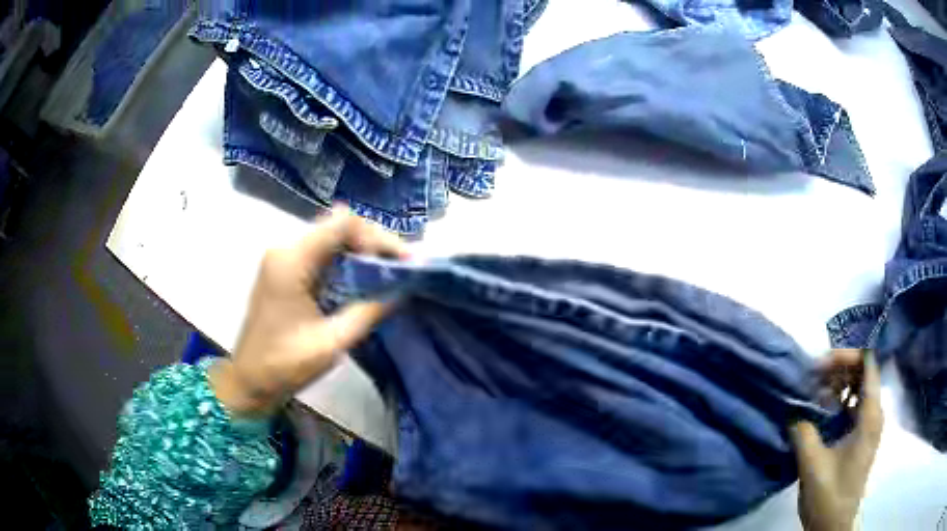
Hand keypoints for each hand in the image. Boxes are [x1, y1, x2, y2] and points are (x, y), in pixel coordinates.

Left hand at [209, 206, 408, 416]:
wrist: (249, 381)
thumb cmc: (285, 364)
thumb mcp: (333, 341)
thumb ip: (369, 310)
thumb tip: (402, 289)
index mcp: (292, 260)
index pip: (343, 223)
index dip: (377, 236)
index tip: (400, 261)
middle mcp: (286, 248)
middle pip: (338, 226)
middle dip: (373, 242)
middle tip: (401, 267)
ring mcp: (283, 258)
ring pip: (332, 237)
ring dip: (362, 251)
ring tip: (389, 272)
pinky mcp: (285, 270)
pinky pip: (322, 253)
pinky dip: (347, 261)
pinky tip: (364, 278)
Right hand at [790, 349, 883, 530]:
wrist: (833, 525)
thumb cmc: (829, 494)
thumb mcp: (813, 464)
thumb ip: (803, 431)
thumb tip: (792, 407)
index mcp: (870, 415)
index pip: (867, 364)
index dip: (848, 354)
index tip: (822, 362)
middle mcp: (875, 413)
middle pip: (864, 371)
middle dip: (840, 367)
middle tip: (814, 374)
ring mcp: (869, 423)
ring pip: (859, 387)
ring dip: (839, 383)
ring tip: (815, 388)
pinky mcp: (861, 434)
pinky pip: (854, 404)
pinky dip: (840, 399)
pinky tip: (822, 407)